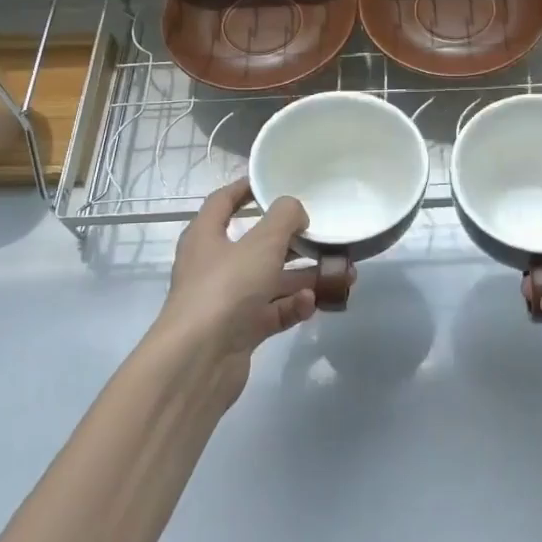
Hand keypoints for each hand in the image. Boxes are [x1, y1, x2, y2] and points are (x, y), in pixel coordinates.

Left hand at [155, 179, 332, 408]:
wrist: (199, 360)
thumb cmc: (226, 289)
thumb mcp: (261, 244)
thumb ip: (284, 218)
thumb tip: (295, 210)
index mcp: (206, 236)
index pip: (223, 202)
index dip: (246, 188)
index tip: (274, 181)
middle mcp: (214, 266)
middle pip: (257, 245)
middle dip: (293, 241)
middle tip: (324, 235)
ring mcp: (228, 301)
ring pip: (271, 281)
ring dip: (304, 277)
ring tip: (342, 274)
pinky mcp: (241, 331)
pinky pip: (274, 312)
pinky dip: (293, 307)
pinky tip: (312, 304)